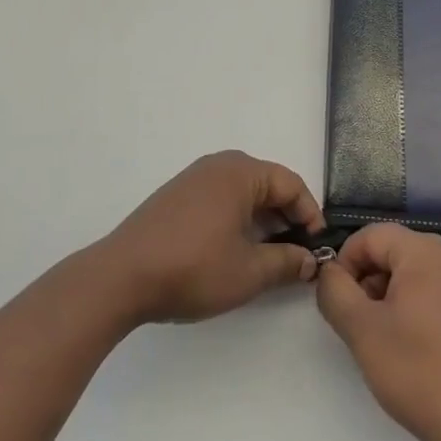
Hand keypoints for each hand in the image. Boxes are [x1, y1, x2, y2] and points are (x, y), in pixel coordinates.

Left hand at [100, 151, 324, 324]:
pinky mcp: (177, 195)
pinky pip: (220, 197)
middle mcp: (219, 164)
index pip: (290, 183)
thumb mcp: (248, 272)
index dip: (310, 213)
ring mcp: (194, 177)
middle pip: (266, 183)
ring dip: (262, 218)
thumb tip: (308, 259)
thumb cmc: (193, 268)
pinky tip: (234, 248)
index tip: (318, 246)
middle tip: (297, 252)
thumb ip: (285, 262)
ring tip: (269, 254)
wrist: (122, 276)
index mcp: (240, 172)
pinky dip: (237, 217)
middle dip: (286, 216)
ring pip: (242, 191)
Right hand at [316, 224, 440, 440]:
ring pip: (424, 277)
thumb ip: (335, 290)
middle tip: (365, 327)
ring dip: (401, 299)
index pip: (371, 236)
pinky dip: (432, 315)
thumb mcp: (361, 330)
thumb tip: (331, 272)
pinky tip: (431, 356)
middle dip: (374, 283)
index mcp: (425, 250)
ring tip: (396, 345)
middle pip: (398, 254)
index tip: (341, 303)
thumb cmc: (419, 373)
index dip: (346, 263)